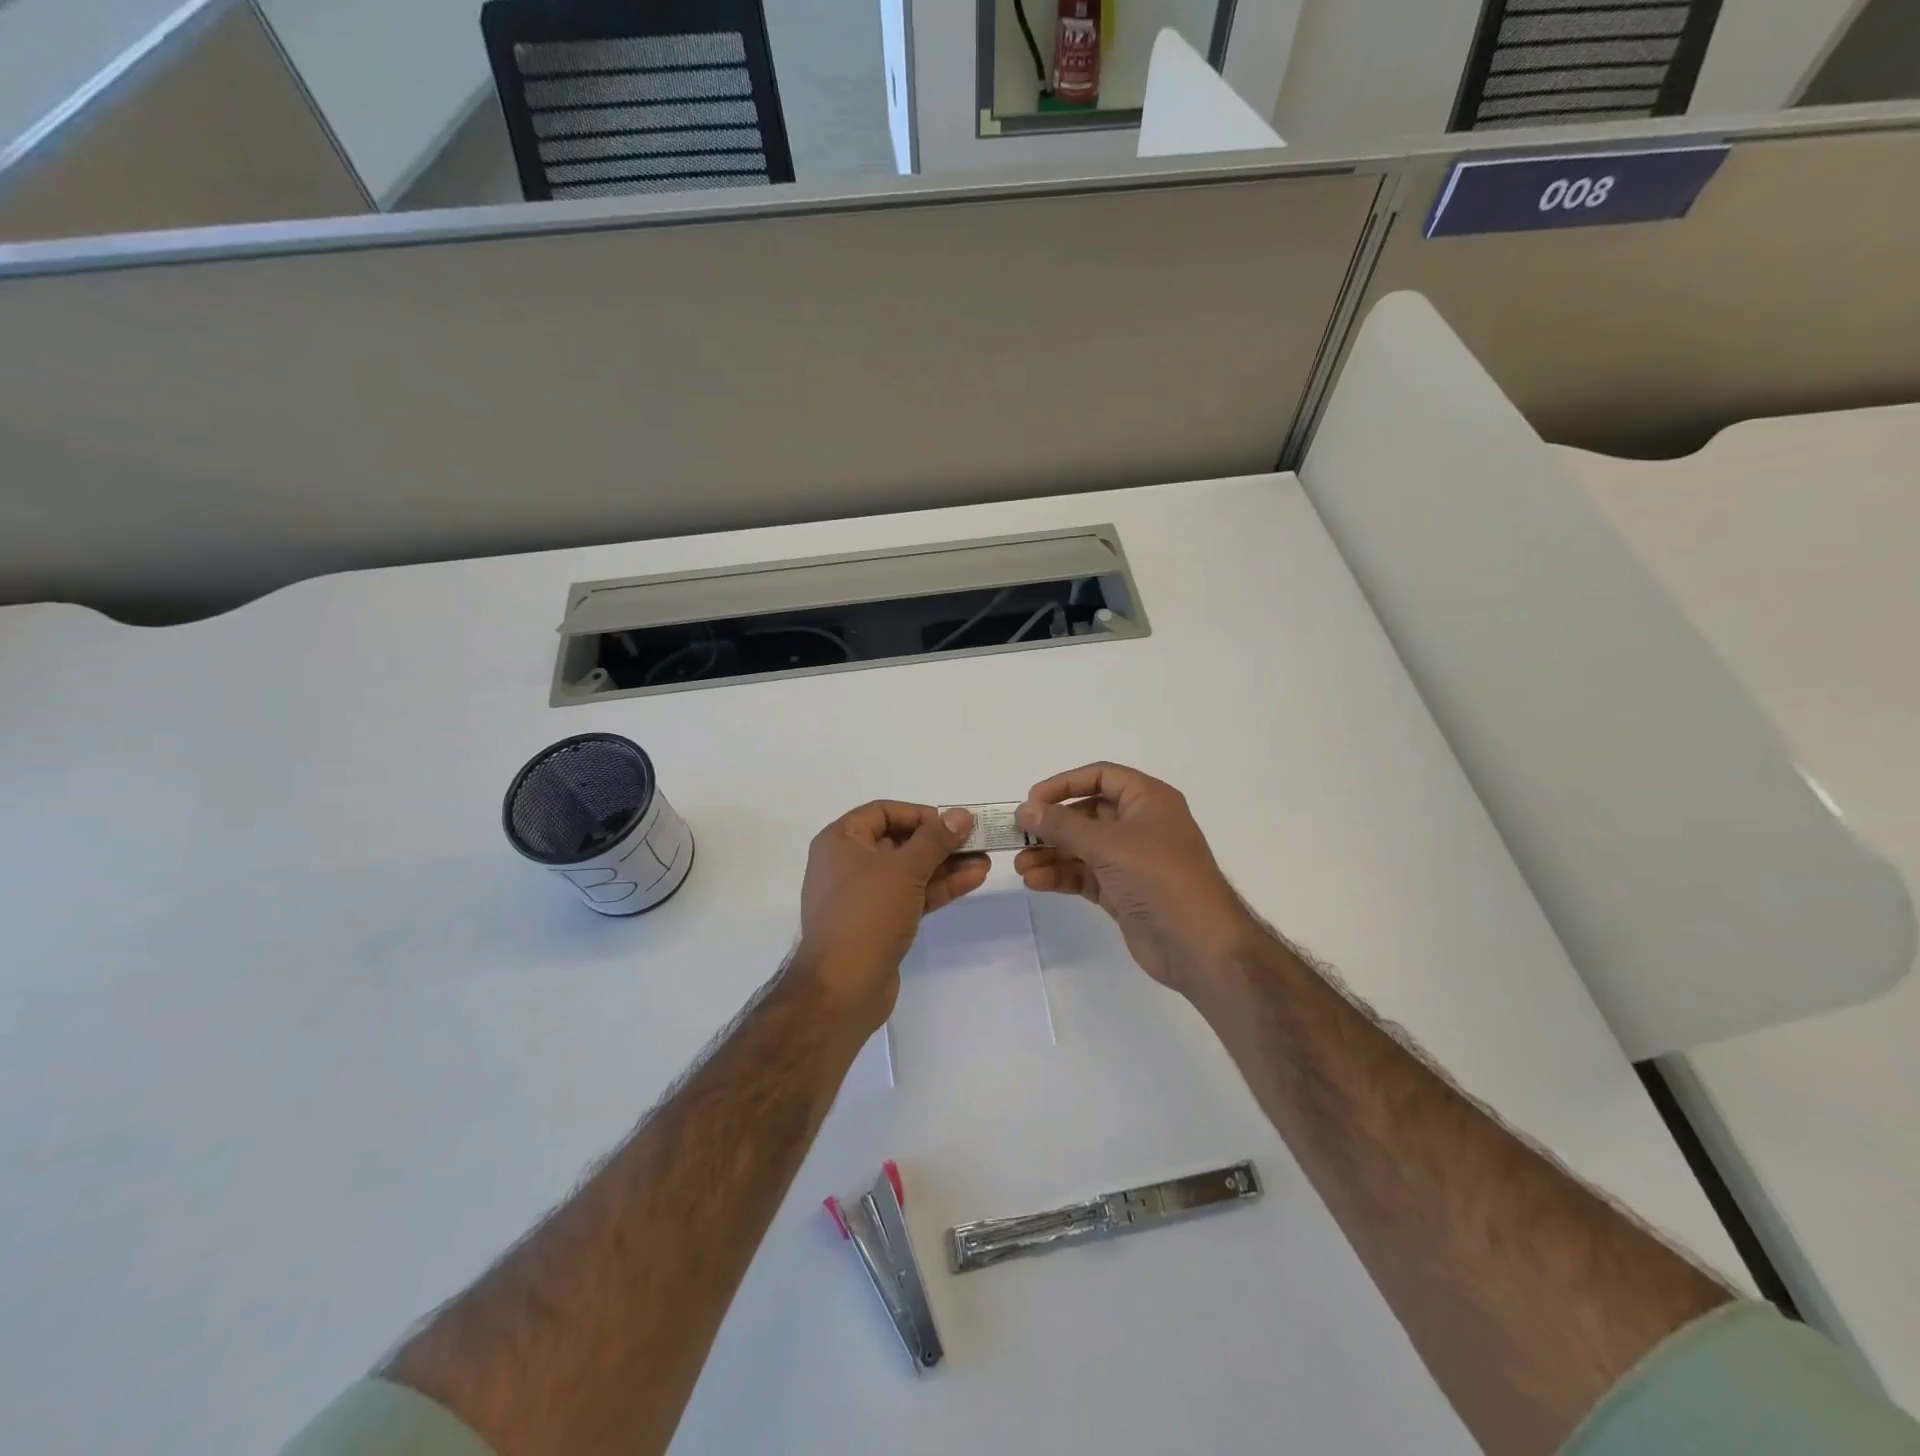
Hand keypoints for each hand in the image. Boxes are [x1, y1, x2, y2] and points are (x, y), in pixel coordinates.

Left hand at [796, 802, 988, 1031]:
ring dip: (946, 865)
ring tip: (985, 862)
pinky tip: (972, 880)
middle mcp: (847, 864)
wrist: (843, 988)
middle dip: (939, 842)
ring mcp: (863, 896)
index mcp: (840, 841)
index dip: (919, 813)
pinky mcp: (878, 924)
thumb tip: (961, 814)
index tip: (951, 823)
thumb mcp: (905, 868)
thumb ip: (936, 839)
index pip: (882, 812)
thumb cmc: (867, 913)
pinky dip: (938, 887)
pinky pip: (910, 895)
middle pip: (899, 841)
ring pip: (909, 871)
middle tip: (977, 842)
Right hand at [1015, 763, 1258, 995]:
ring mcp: (1131, 860)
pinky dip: (1061, 876)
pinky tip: (1035, 881)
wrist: (1199, 945)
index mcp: (1148, 800)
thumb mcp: (1108, 844)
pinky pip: (1084, 875)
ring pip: (1082, 847)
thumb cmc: (1159, 877)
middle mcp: (1140, 825)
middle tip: (1019, 836)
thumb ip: (1062, 825)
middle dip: (1052, 825)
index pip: (1101, 776)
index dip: (1066, 784)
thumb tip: (1025, 810)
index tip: (1033, 800)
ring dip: (1051, 854)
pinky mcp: (1122, 891)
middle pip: (1087, 813)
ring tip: (1021, 866)